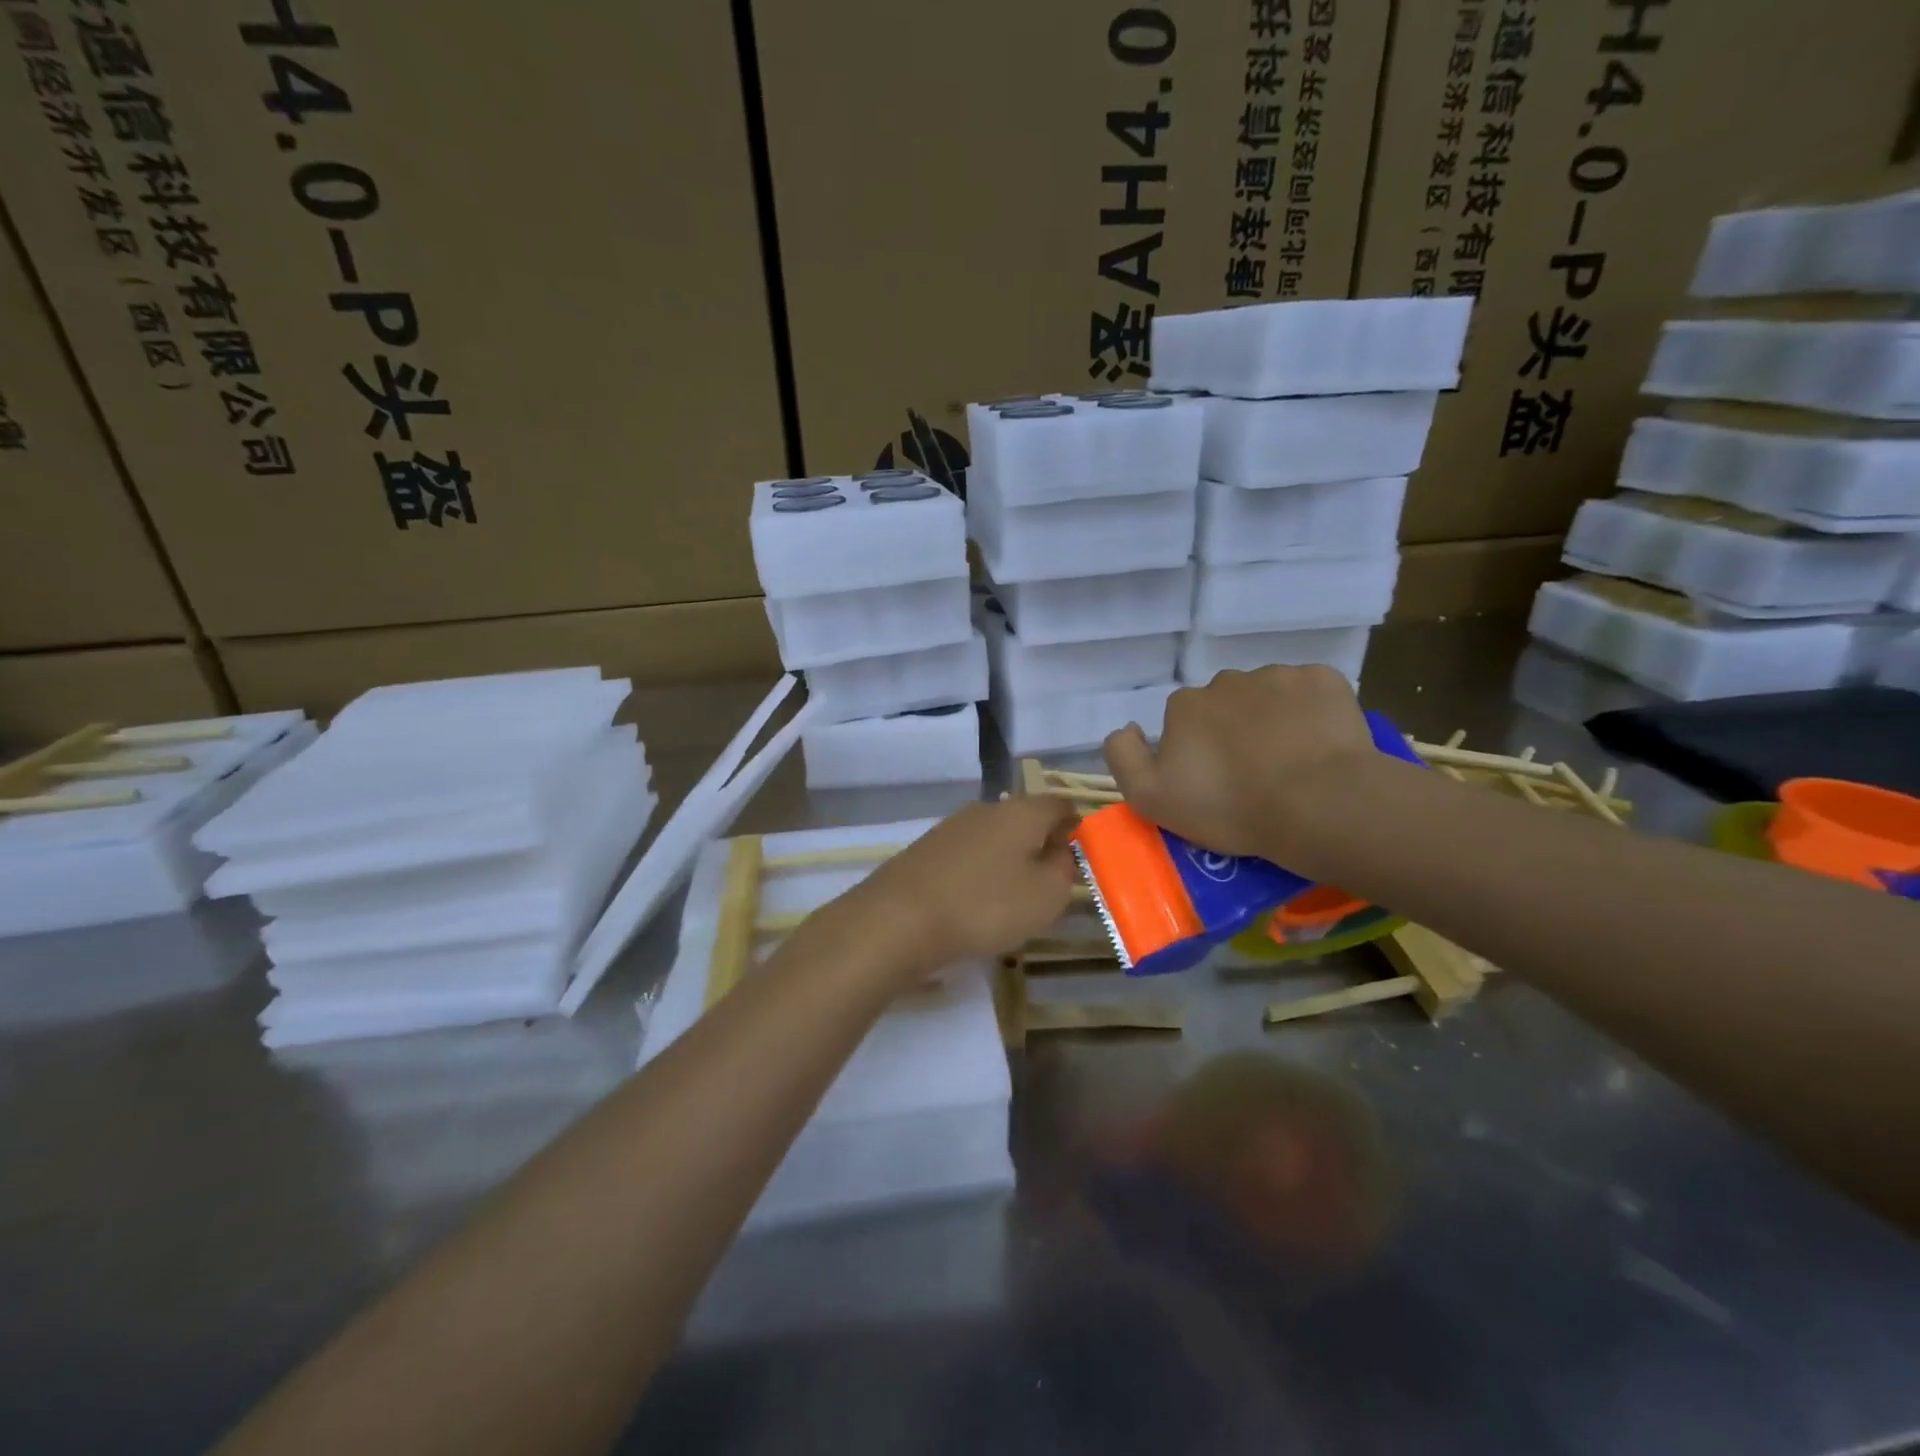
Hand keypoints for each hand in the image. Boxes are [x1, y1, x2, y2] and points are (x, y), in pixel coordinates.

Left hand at [838, 796, 1079, 981]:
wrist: (899, 919)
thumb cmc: (985, 906)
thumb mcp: (1046, 896)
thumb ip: (1064, 869)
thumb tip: (1061, 850)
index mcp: (1021, 812)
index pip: (1060, 805)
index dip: (1076, 826)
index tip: (1082, 855)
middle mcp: (986, 808)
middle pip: (1025, 819)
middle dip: (1040, 845)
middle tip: (1048, 883)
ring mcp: (951, 826)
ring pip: (994, 837)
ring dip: (1008, 860)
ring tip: (1011, 898)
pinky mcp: (926, 849)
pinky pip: (967, 855)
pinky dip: (979, 872)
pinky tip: (975, 902)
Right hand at [1103, 666, 1379, 864]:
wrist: (1318, 804)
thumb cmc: (1230, 807)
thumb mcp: (1151, 798)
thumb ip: (1123, 757)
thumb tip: (1128, 728)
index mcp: (1185, 705)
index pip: (1182, 720)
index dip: (1195, 750)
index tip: (1214, 781)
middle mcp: (1226, 680)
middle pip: (1224, 704)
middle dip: (1234, 730)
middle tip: (1254, 773)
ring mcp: (1278, 676)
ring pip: (1268, 696)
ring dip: (1272, 719)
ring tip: (1292, 762)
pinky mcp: (1323, 680)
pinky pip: (1310, 692)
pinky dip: (1311, 712)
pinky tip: (1320, 744)